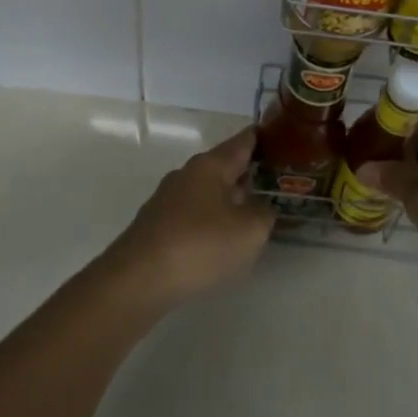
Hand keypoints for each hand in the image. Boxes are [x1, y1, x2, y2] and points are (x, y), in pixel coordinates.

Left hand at [106, 127, 274, 307]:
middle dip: (248, 173)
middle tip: (275, 181)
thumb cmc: (199, 245)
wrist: (137, 280)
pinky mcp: (157, 226)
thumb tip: (261, 208)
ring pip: (208, 192)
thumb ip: (264, 214)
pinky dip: (211, 221)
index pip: (243, 141)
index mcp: (210, 165)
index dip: (263, 138)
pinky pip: (194, 215)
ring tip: (252, 214)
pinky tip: (220, 241)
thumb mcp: (249, 231)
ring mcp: (168, 200)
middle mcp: (187, 174)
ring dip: (229, 200)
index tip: (280, 136)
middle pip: (224, 166)